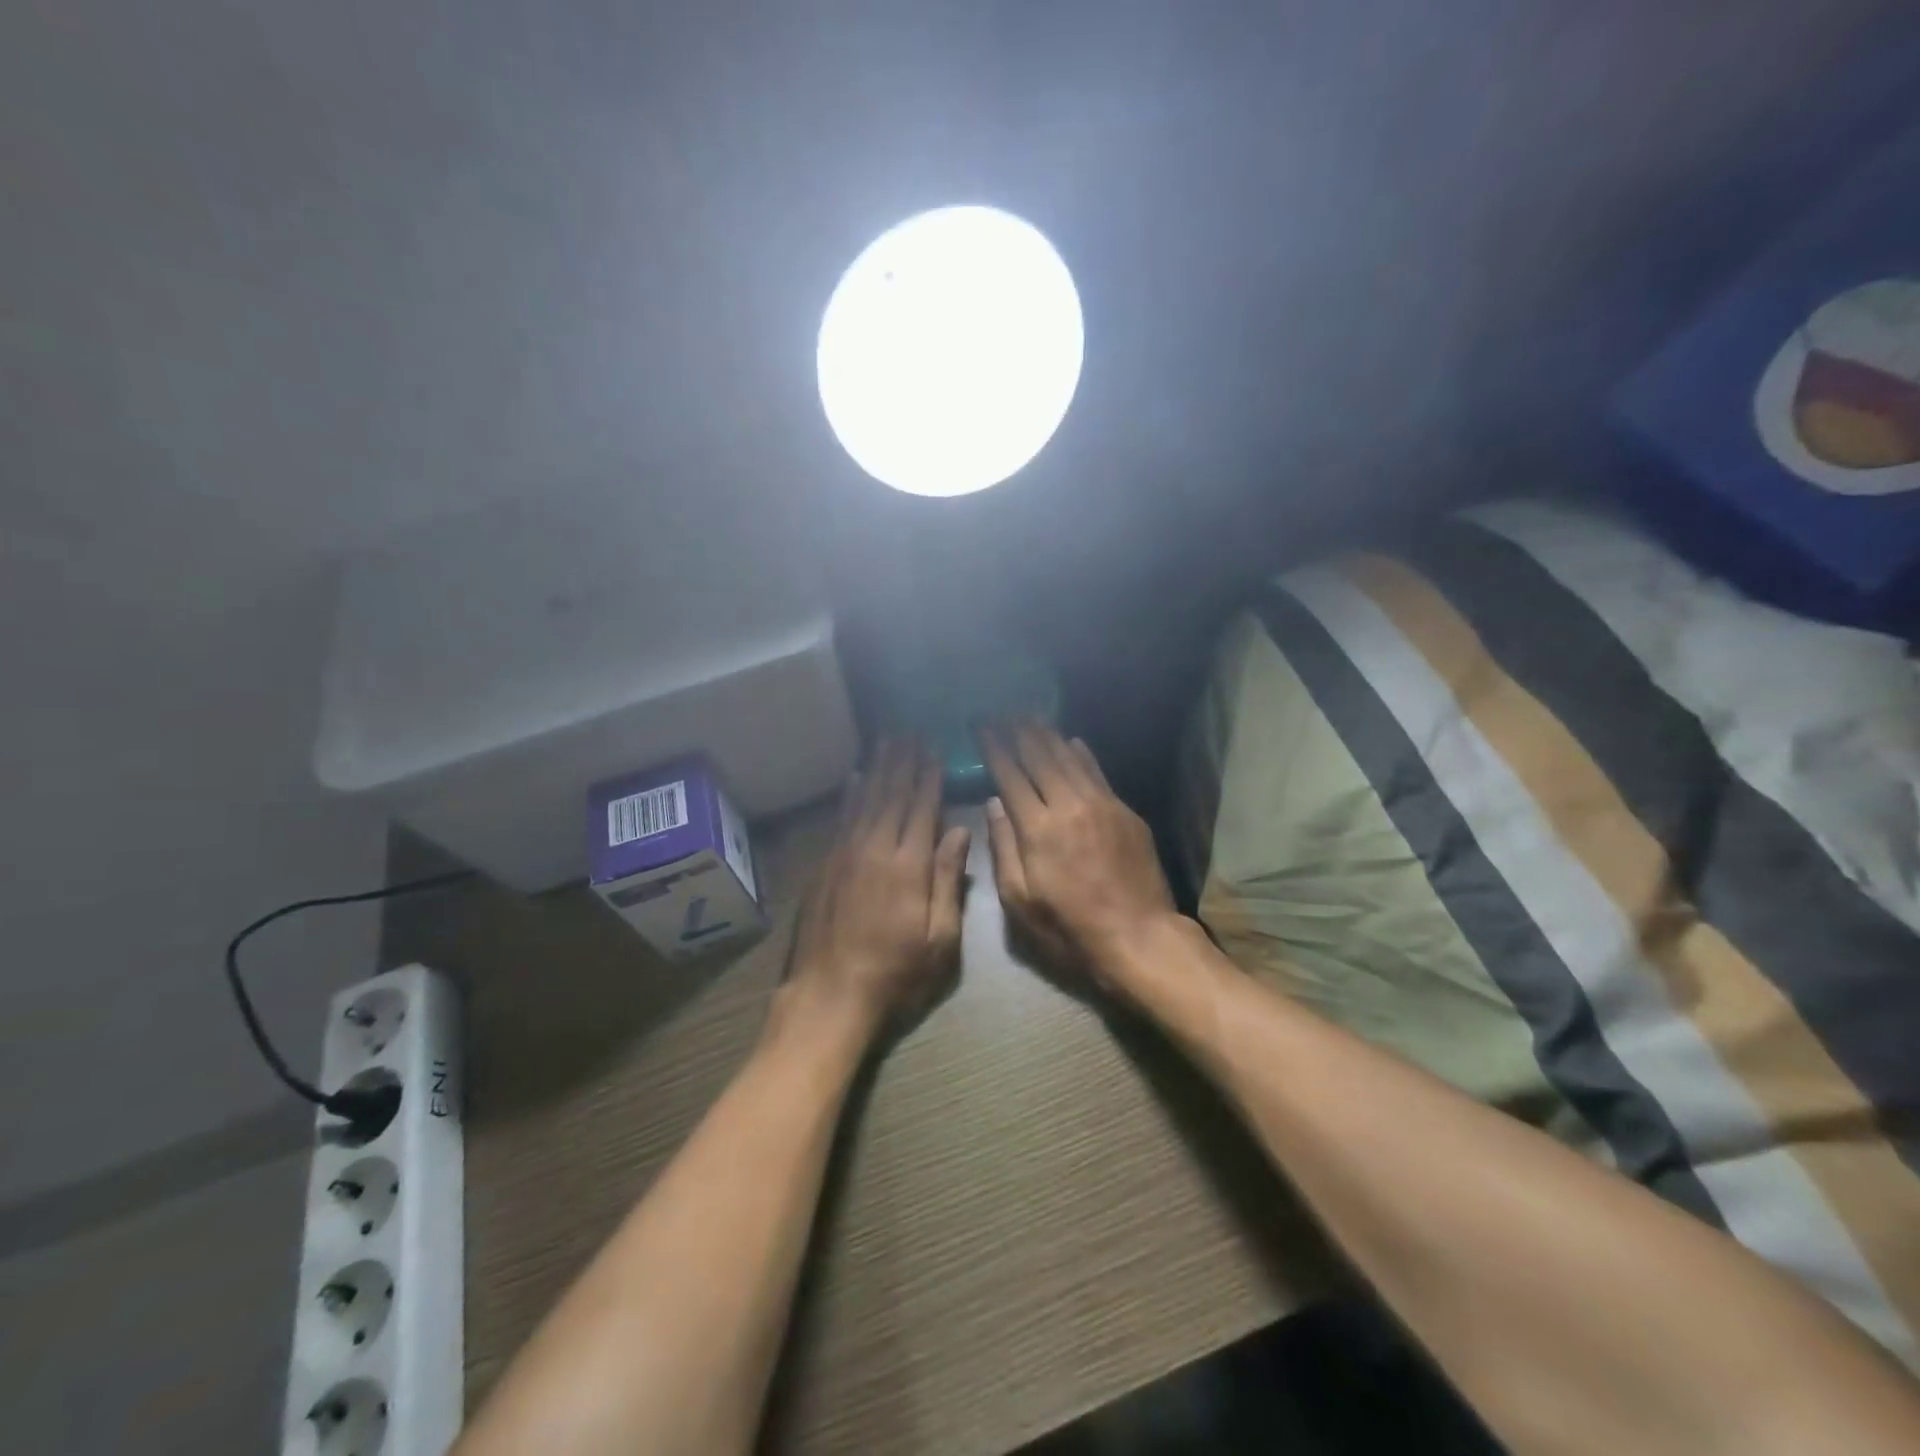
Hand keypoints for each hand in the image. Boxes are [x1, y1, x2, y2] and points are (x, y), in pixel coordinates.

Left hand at [785, 741, 971, 1038]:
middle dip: (904, 762)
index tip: (935, 748)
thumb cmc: (896, 973)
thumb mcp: (940, 938)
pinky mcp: (825, 866)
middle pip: (892, 795)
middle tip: (911, 732)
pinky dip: (849, 795)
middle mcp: (875, 849)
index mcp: (909, 866)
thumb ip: (948, 881)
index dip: (929, 776)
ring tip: (886, 741)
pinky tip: (854, 777)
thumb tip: (959, 831)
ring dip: (878, 768)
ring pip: (865, 800)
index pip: (922, 808)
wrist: (830, 996)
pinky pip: (840, 819)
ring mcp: (845, 855)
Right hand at [979, 721, 1177, 990]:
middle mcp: (1068, 805)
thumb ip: (1004, 847)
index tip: (981, 725)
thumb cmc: (1069, 928)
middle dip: (1018, 730)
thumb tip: (994, 803)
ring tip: (1031, 715)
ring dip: (1048, 734)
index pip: (1010, 775)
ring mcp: (1101, 804)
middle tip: (1004, 710)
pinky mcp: (1125, 811)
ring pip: (1069, 758)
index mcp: (1037, 828)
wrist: (1138, 936)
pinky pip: (1098, 772)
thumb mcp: (1020, 900)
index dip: (994, 747)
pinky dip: (1082, 754)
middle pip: (1040, 756)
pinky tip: (1072, 741)